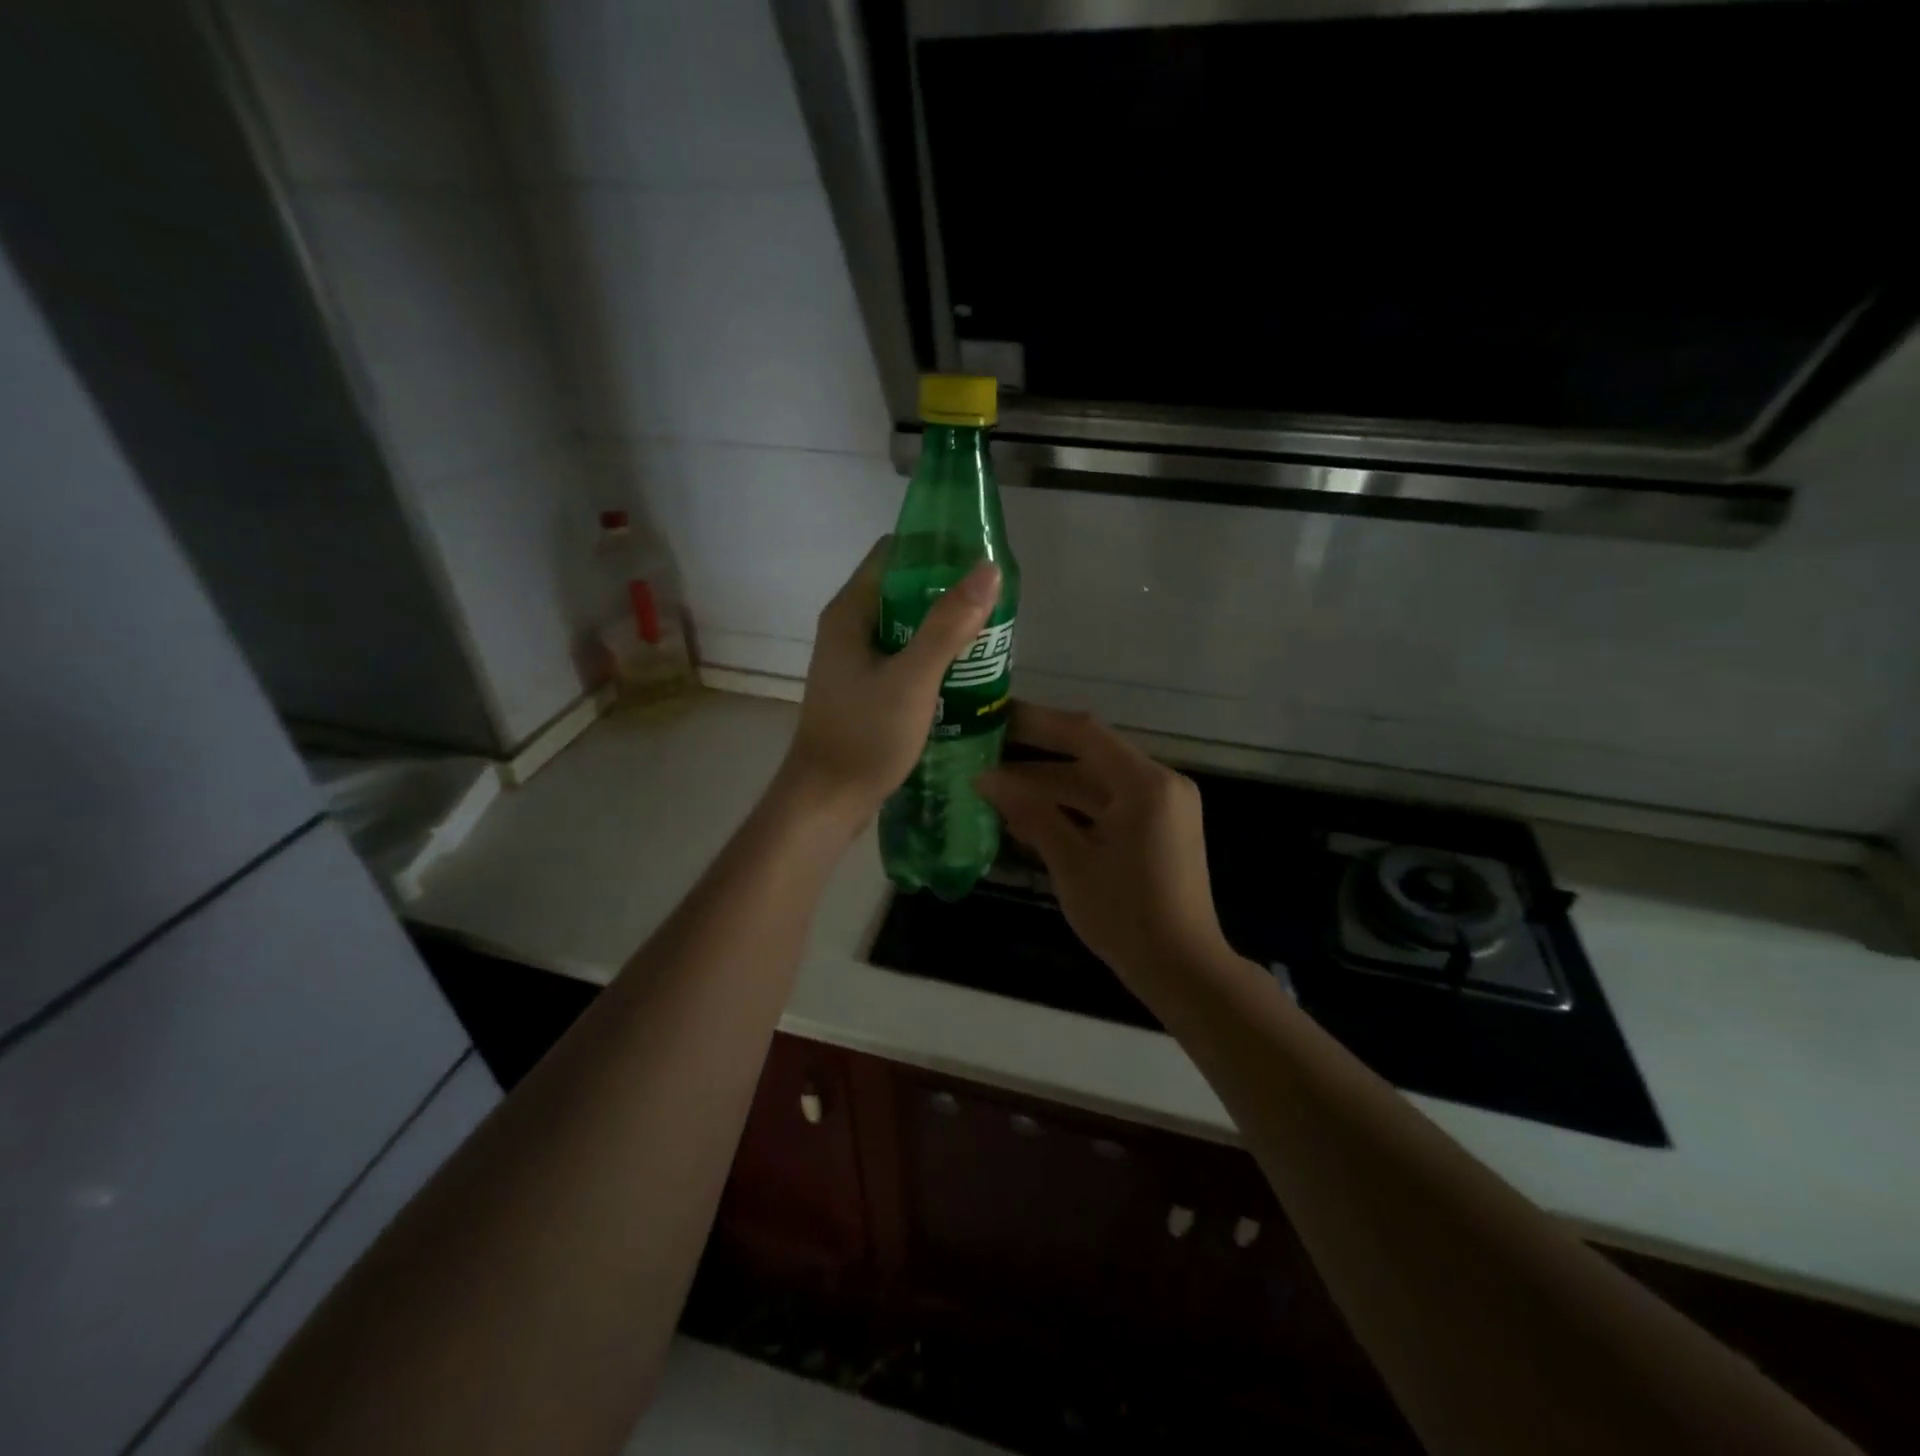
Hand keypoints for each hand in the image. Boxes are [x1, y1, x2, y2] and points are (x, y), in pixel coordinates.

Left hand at [778, 537, 999, 833]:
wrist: (826, 800)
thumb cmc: (865, 736)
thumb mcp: (913, 679)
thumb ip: (948, 625)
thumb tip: (987, 570)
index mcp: (850, 612)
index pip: (893, 554)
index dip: (935, 550)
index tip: (979, 558)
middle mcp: (848, 628)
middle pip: (902, 590)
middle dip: (946, 591)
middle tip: (994, 602)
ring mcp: (854, 661)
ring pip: (905, 627)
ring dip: (942, 627)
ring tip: (988, 634)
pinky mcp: (863, 689)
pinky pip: (902, 658)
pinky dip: (930, 657)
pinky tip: (963, 672)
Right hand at [975, 705, 1231, 985]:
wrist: (1183, 971)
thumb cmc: (1126, 915)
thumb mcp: (1072, 862)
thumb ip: (1031, 812)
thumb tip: (987, 779)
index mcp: (1146, 784)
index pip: (1084, 733)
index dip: (1037, 721)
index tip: (995, 717)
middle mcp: (1160, 785)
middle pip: (1089, 757)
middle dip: (1036, 759)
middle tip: (986, 753)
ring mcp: (1162, 808)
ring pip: (1096, 785)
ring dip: (1050, 788)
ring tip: (996, 790)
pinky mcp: (1158, 830)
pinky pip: (1109, 807)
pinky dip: (1072, 810)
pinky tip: (1029, 818)